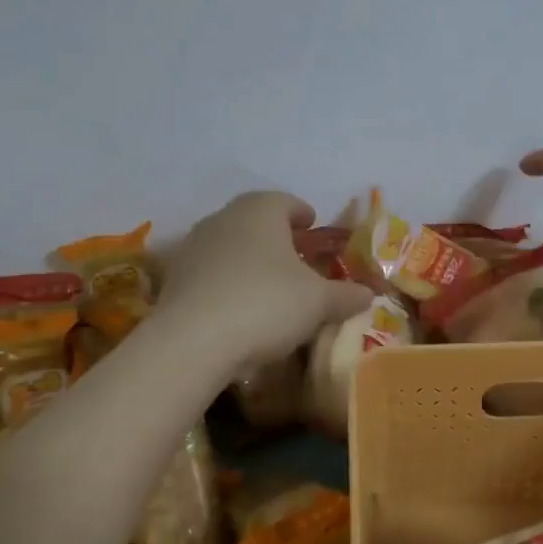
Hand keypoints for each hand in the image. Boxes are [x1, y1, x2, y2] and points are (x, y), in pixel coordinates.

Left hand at [155, 192, 371, 368]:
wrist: (192, 342)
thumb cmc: (266, 304)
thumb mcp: (318, 303)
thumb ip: (346, 295)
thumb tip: (368, 293)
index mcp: (261, 211)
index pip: (285, 200)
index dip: (302, 213)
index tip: (312, 225)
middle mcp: (224, 218)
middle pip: (254, 219)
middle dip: (275, 235)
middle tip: (294, 255)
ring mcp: (193, 246)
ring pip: (229, 243)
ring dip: (248, 257)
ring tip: (266, 283)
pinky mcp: (173, 278)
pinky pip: (209, 271)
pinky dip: (225, 280)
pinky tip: (237, 306)